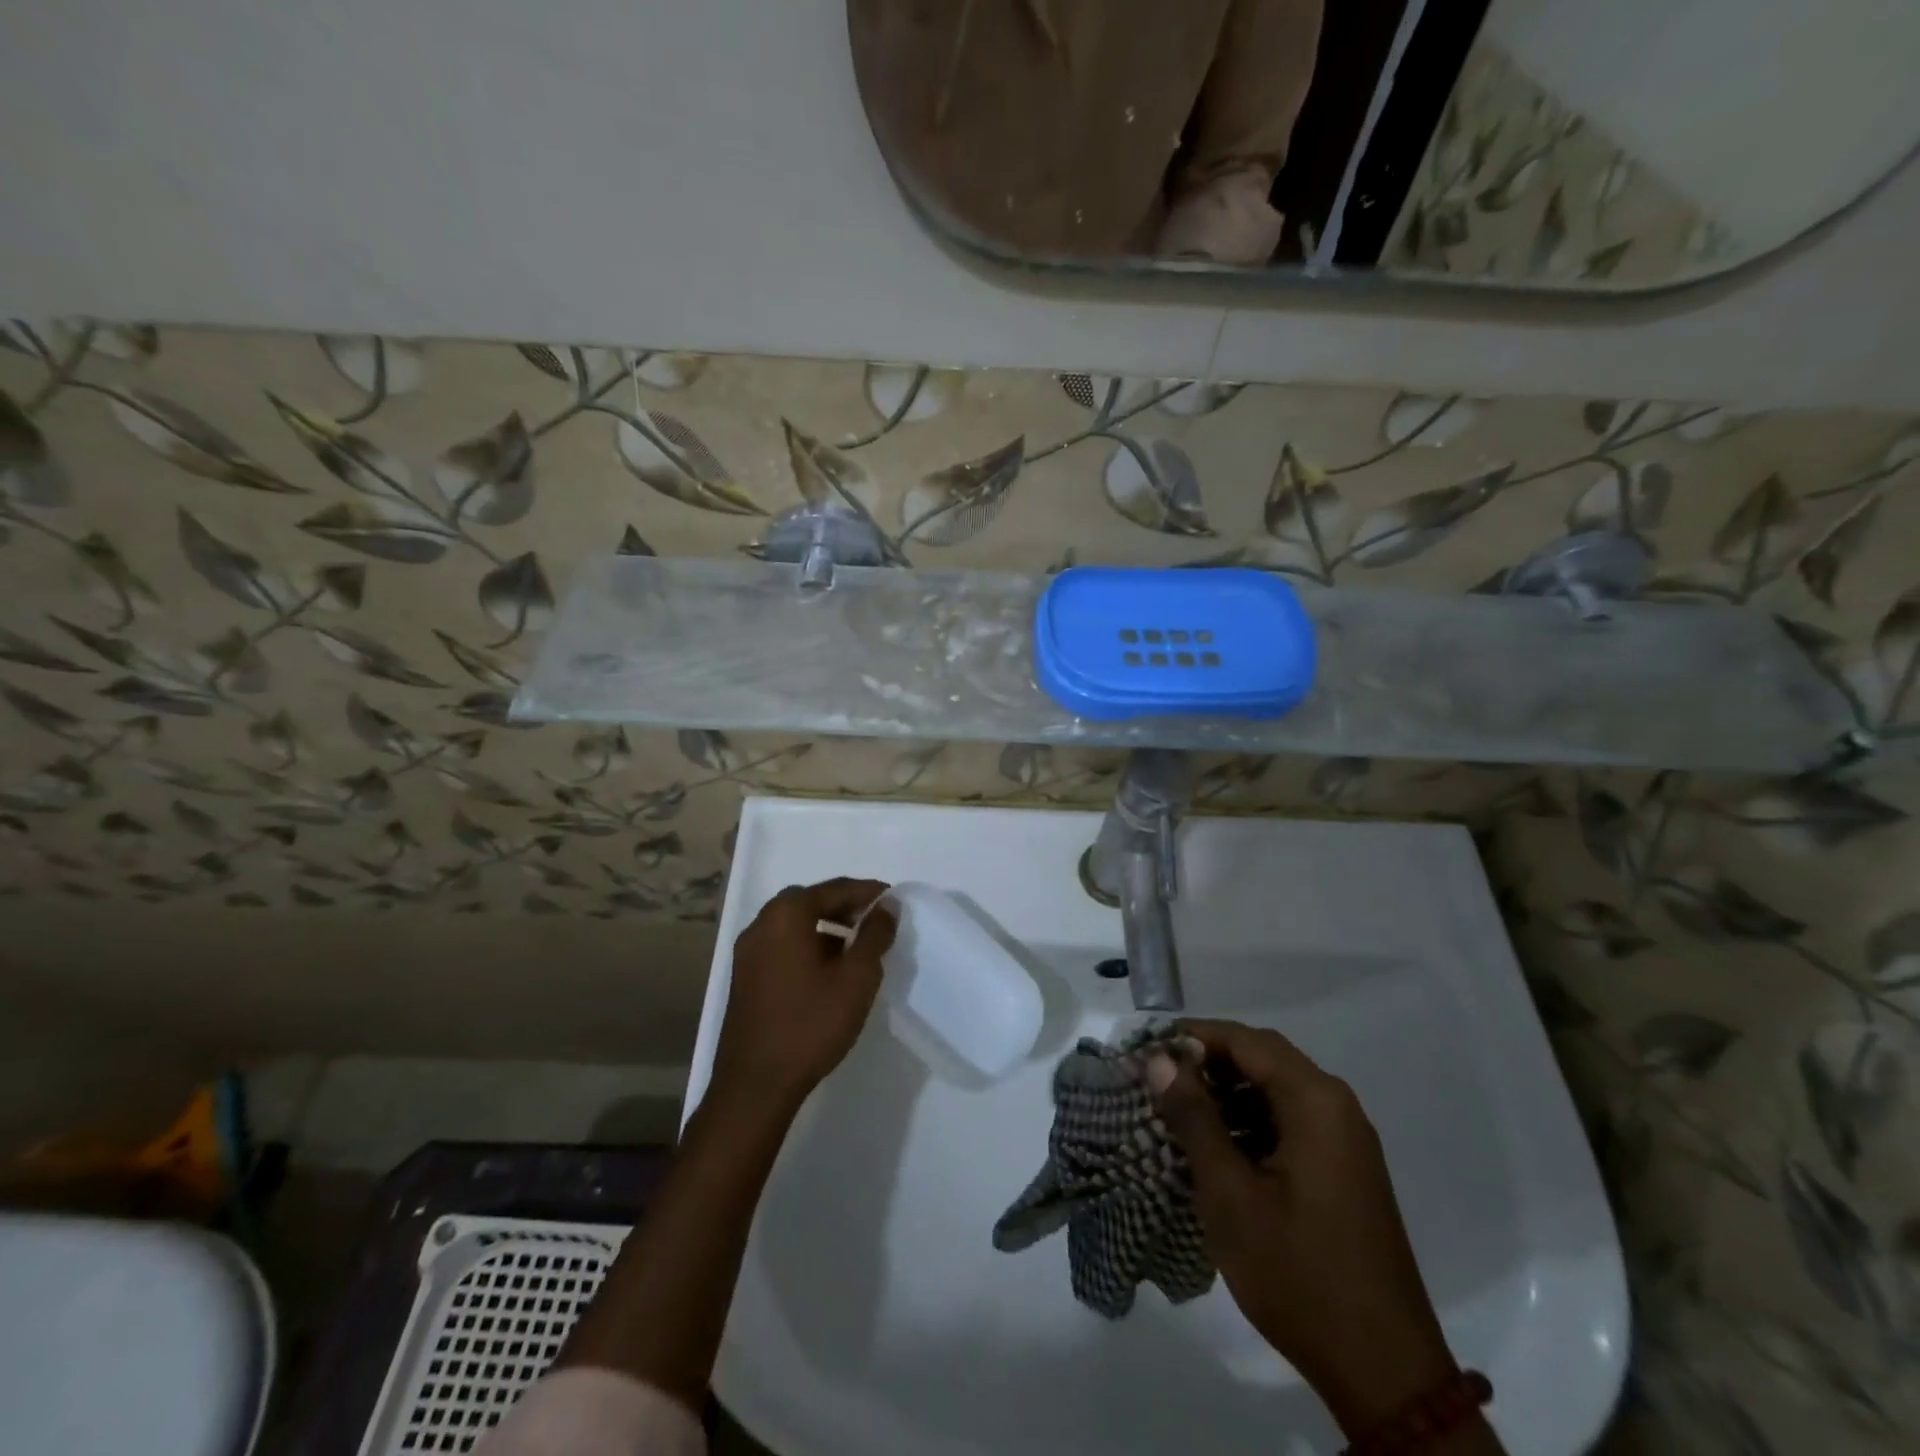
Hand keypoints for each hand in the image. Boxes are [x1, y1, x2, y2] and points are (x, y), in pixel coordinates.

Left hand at [710, 878, 896, 1116]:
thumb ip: (875, 934)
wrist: (756, 1084)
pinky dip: (806, 944)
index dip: (867, 891)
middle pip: (809, 900)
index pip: (834, 889)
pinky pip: (781, 945)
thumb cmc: (811, 1023)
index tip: (893, 899)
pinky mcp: (744, 977)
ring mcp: (747, 952)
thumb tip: (887, 905)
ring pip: (793, 924)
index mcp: (786, 916)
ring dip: (825, 925)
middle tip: (874, 918)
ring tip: (855, 944)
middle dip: (844, 906)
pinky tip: (827, 969)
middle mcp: (761, 924)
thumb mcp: (857, 977)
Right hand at [1146, 1020, 1457, 1437]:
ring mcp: (1346, 1139)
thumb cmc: (1298, 1273)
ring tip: (1180, 1112)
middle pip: (1264, 1058)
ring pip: (1277, 1089)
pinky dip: (1252, 1120)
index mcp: (1315, 1101)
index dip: (1193, 1037)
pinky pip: (1291, 1120)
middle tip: (1159, 1080)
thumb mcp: (1230, 1194)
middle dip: (1209, 1061)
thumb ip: (1193, 1117)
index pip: (1245, 1040)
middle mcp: (1337, 1106)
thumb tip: (1159, 1059)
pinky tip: (1219, 1147)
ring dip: (1229, 1092)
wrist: (1384, 1372)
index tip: (1148, 1051)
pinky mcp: (1345, 1168)